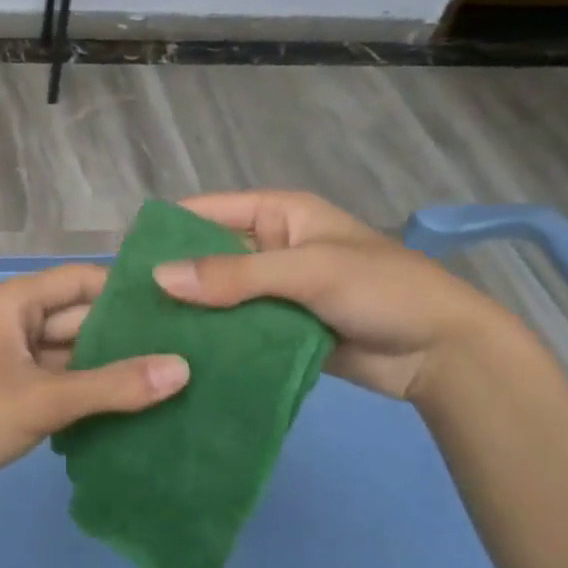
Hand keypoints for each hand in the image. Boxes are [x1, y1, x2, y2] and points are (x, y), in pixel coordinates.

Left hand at [0, 265, 188, 510]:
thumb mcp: (43, 400)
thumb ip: (112, 386)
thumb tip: (182, 368)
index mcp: (14, 302)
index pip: (82, 281)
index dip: (128, 293)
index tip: (179, 309)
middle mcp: (13, 319)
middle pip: (79, 317)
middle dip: (125, 336)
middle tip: (188, 351)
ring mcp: (9, 356)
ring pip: (69, 353)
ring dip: (108, 368)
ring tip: (171, 381)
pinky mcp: (7, 388)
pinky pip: (56, 380)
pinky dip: (86, 391)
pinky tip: (129, 409)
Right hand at [152, 190, 519, 401]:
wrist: (443, 353)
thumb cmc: (380, 289)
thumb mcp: (306, 271)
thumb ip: (234, 274)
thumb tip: (159, 278)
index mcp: (279, 215)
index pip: (210, 212)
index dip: (169, 229)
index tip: (125, 256)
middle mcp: (271, 248)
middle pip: (209, 256)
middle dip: (174, 276)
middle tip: (124, 304)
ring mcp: (276, 292)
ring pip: (220, 296)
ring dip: (191, 312)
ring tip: (141, 334)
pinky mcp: (281, 330)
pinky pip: (238, 329)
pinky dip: (214, 339)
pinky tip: (179, 356)